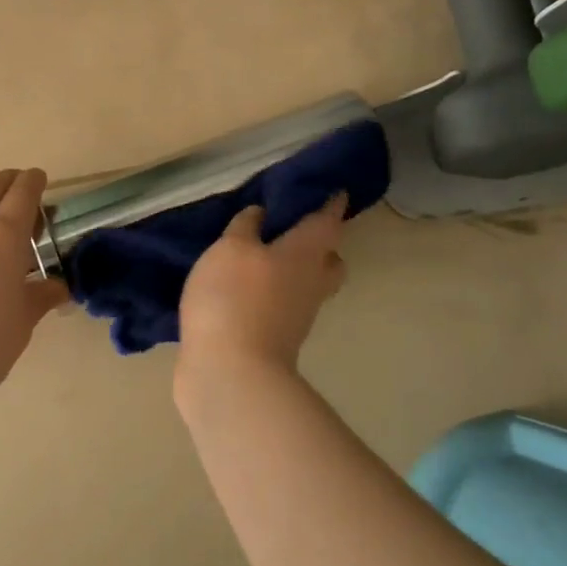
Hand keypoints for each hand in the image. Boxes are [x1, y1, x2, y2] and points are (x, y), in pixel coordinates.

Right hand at [178, 195, 348, 376]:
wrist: (230, 373)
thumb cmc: (233, 298)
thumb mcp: (230, 249)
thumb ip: (245, 227)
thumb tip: (260, 214)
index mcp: (306, 253)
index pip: (328, 221)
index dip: (331, 204)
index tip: (336, 192)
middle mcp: (310, 283)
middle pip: (329, 261)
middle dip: (320, 246)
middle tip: (296, 231)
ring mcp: (297, 316)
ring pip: (307, 286)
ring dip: (293, 272)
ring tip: (261, 260)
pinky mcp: (276, 340)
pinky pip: (282, 307)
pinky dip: (270, 295)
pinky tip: (243, 290)